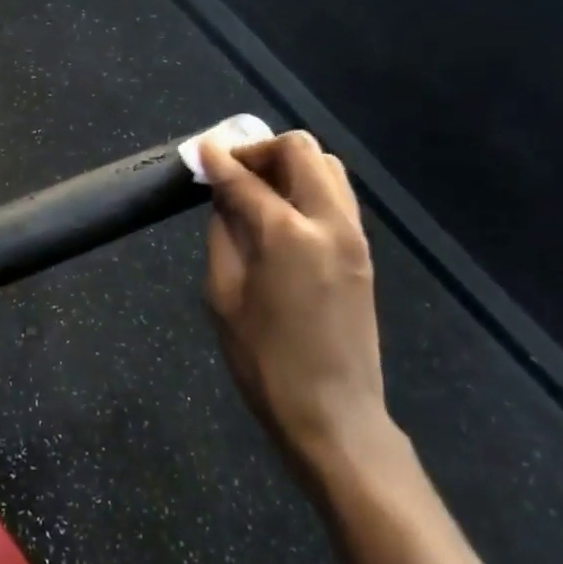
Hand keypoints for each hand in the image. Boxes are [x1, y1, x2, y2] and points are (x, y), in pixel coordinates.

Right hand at [199, 131, 390, 479]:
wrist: (332, 413)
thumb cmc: (264, 361)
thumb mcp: (224, 295)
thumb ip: (224, 234)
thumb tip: (223, 196)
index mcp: (288, 235)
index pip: (247, 179)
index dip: (219, 161)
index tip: (200, 150)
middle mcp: (329, 222)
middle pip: (300, 151)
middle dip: (260, 150)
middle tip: (231, 170)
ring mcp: (354, 236)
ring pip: (327, 166)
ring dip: (288, 164)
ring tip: (256, 188)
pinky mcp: (362, 251)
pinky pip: (337, 195)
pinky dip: (308, 185)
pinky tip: (281, 211)